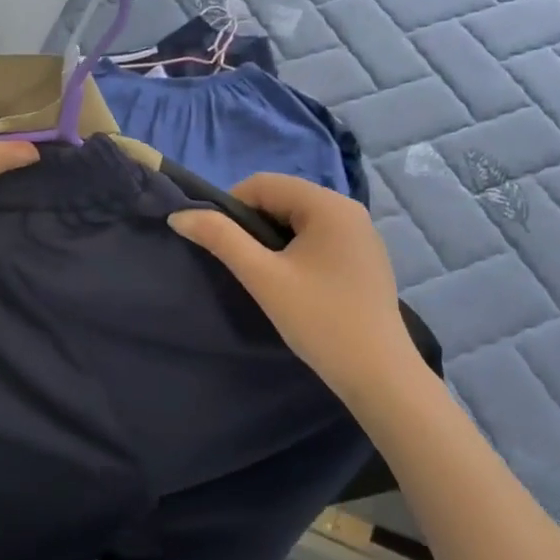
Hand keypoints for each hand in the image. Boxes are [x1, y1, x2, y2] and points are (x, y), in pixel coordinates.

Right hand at [168, 174, 422, 406]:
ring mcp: (362, 234)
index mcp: (329, 204)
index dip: (230, 206)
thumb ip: (220, 239)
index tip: (217, 242)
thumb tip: (180, 215)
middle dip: (252, 224)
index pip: (264, 183)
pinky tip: (293, 283)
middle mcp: (349, 209)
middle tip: (240, 263)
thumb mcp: (263, 277)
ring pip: (299, 220)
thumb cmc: (319, 320)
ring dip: (272, 239)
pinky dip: (295, 250)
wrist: (379, 375)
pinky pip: (319, 238)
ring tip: (264, 276)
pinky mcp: (365, 258)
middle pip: (283, 198)